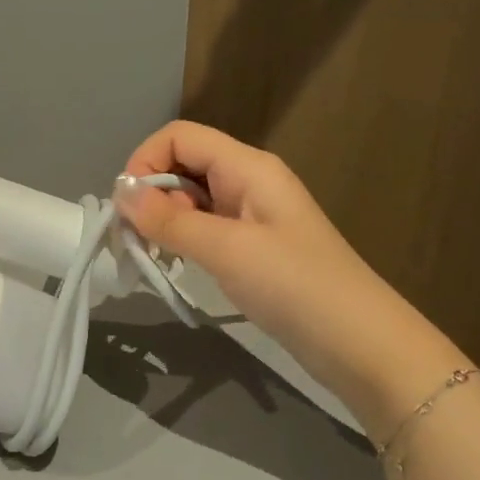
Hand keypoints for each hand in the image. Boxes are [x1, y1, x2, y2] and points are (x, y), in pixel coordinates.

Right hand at [117, 121, 459, 432]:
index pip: (180, 136)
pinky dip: (183, 240)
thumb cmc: (294, 285)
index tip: (127, 208)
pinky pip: (205, 227)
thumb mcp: (226, 249)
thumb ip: (169, 219)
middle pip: (183, 164)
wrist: (359, 343)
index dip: (145, 162)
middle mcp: (248, 181)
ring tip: (155, 256)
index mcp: (247, 167)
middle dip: (151, 194)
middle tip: (137, 240)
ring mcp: (251, 215)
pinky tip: (177, 265)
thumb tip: (120, 194)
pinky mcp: (252, 247)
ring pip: (191, 198)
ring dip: (164, 220)